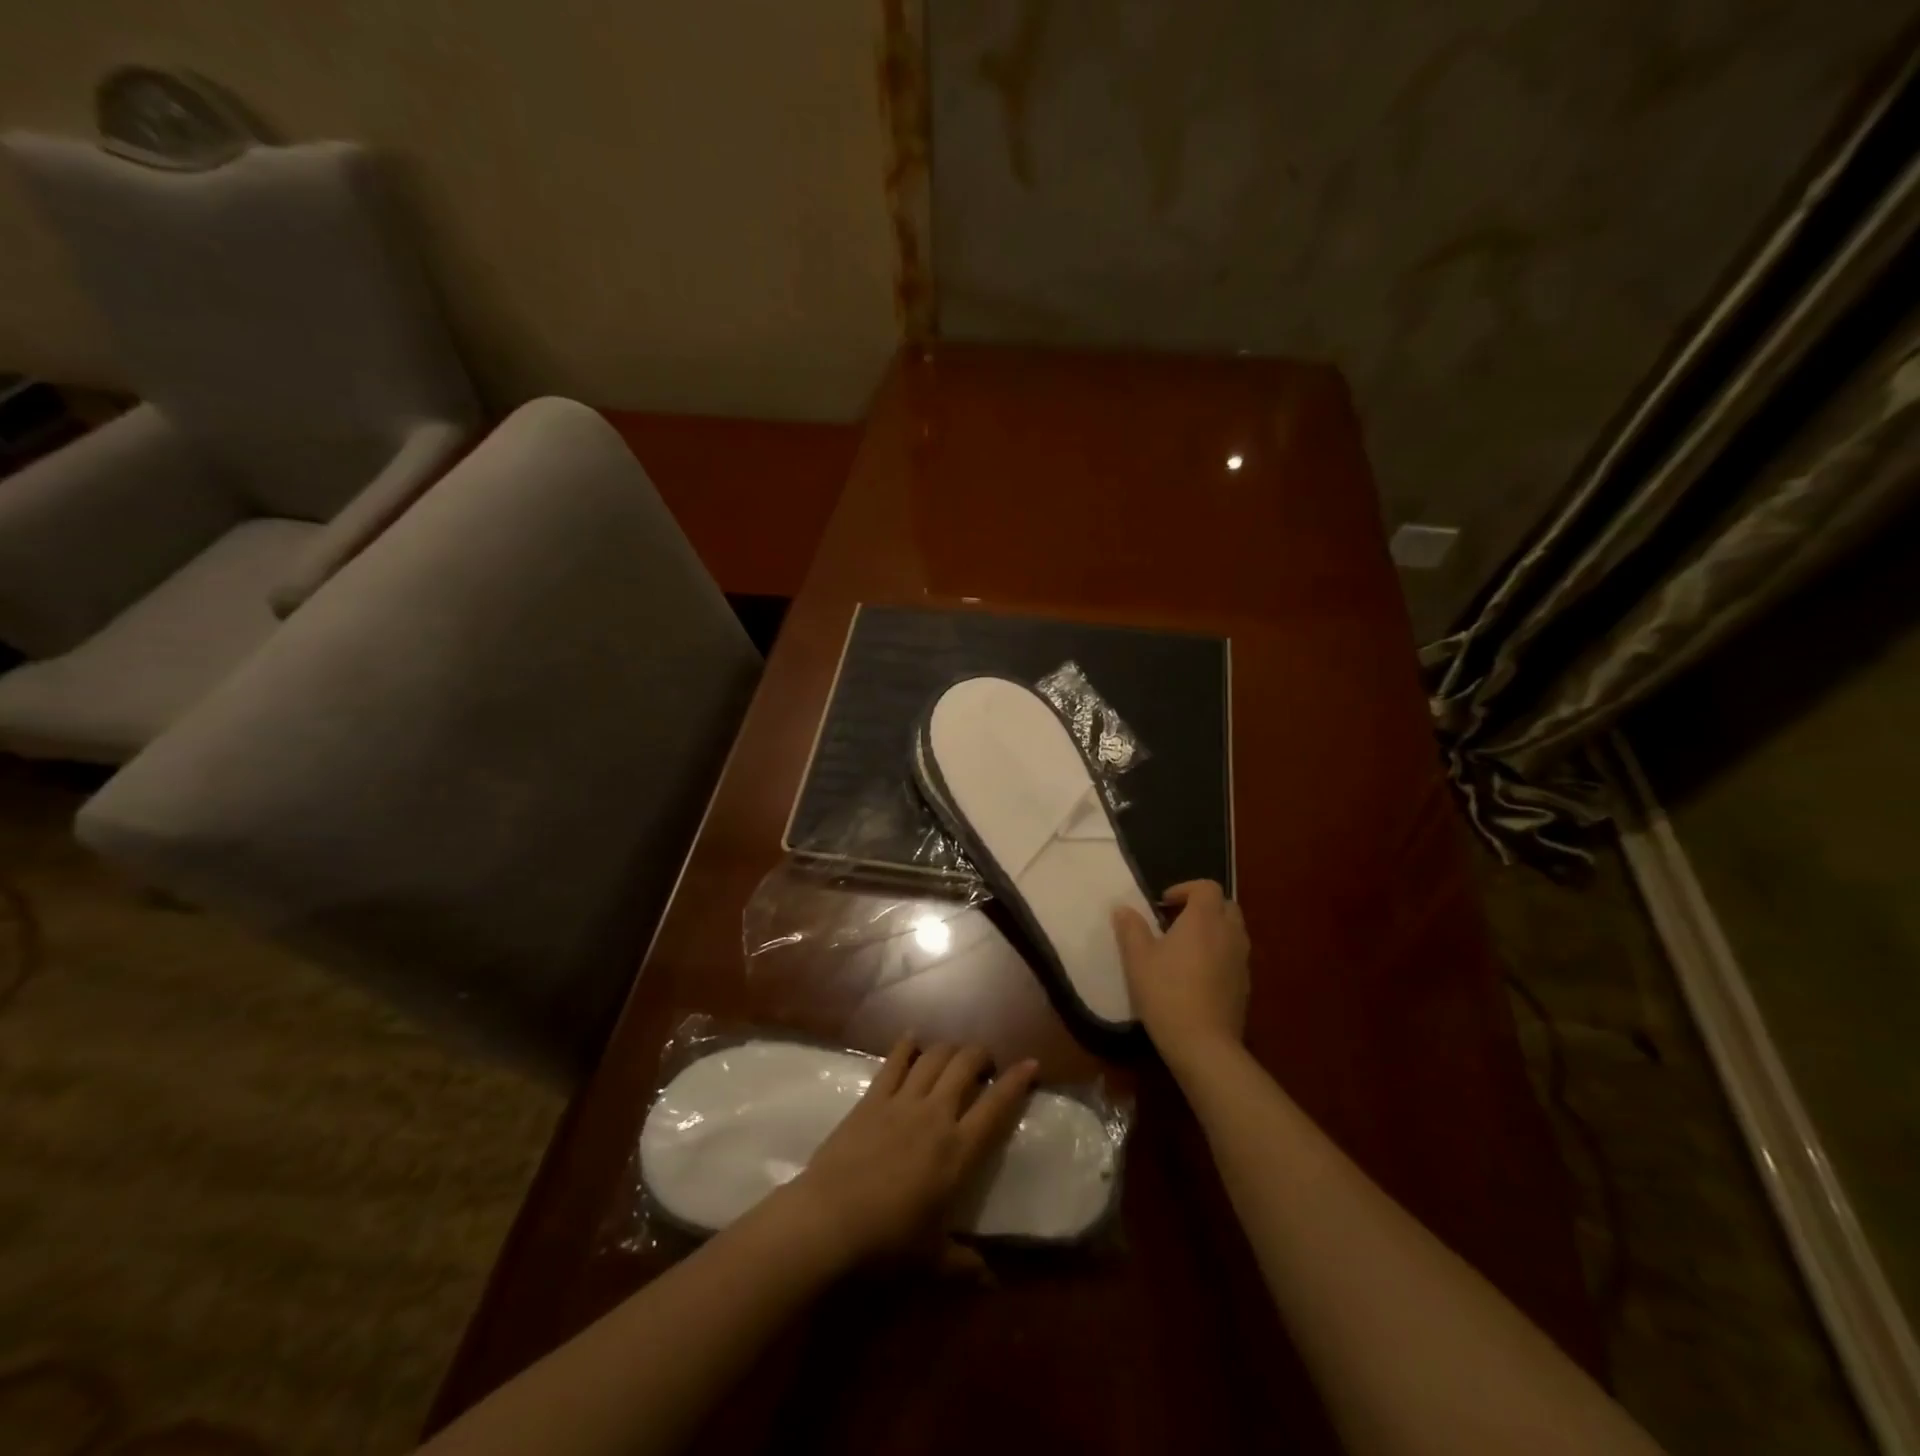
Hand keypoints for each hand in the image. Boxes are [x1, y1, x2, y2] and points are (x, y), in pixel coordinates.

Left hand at [781, 1037, 1037, 1271]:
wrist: (829, 1219)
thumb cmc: (887, 1241)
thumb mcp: (932, 1258)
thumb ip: (964, 1264)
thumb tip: (991, 1280)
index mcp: (958, 1151)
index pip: (996, 1106)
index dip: (1017, 1081)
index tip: (1031, 1064)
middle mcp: (935, 1115)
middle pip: (965, 1065)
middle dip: (981, 1055)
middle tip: (985, 1064)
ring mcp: (902, 1101)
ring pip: (934, 1056)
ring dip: (949, 1048)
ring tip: (954, 1054)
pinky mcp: (872, 1097)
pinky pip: (894, 1061)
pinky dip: (907, 1045)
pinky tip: (912, 1039)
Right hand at [1113, 880, 1249, 1076]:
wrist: (1203, 1044)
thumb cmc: (1166, 993)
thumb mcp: (1137, 959)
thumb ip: (1131, 928)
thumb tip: (1122, 908)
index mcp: (1204, 920)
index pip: (1207, 887)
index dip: (1185, 889)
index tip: (1162, 904)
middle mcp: (1229, 934)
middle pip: (1226, 905)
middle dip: (1203, 906)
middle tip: (1176, 921)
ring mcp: (1241, 960)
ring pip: (1233, 931)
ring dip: (1213, 930)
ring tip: (1186, 948)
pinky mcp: (1245, 985)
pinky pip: (1235, 956)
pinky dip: (1219, 954)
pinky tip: (1197, 975)